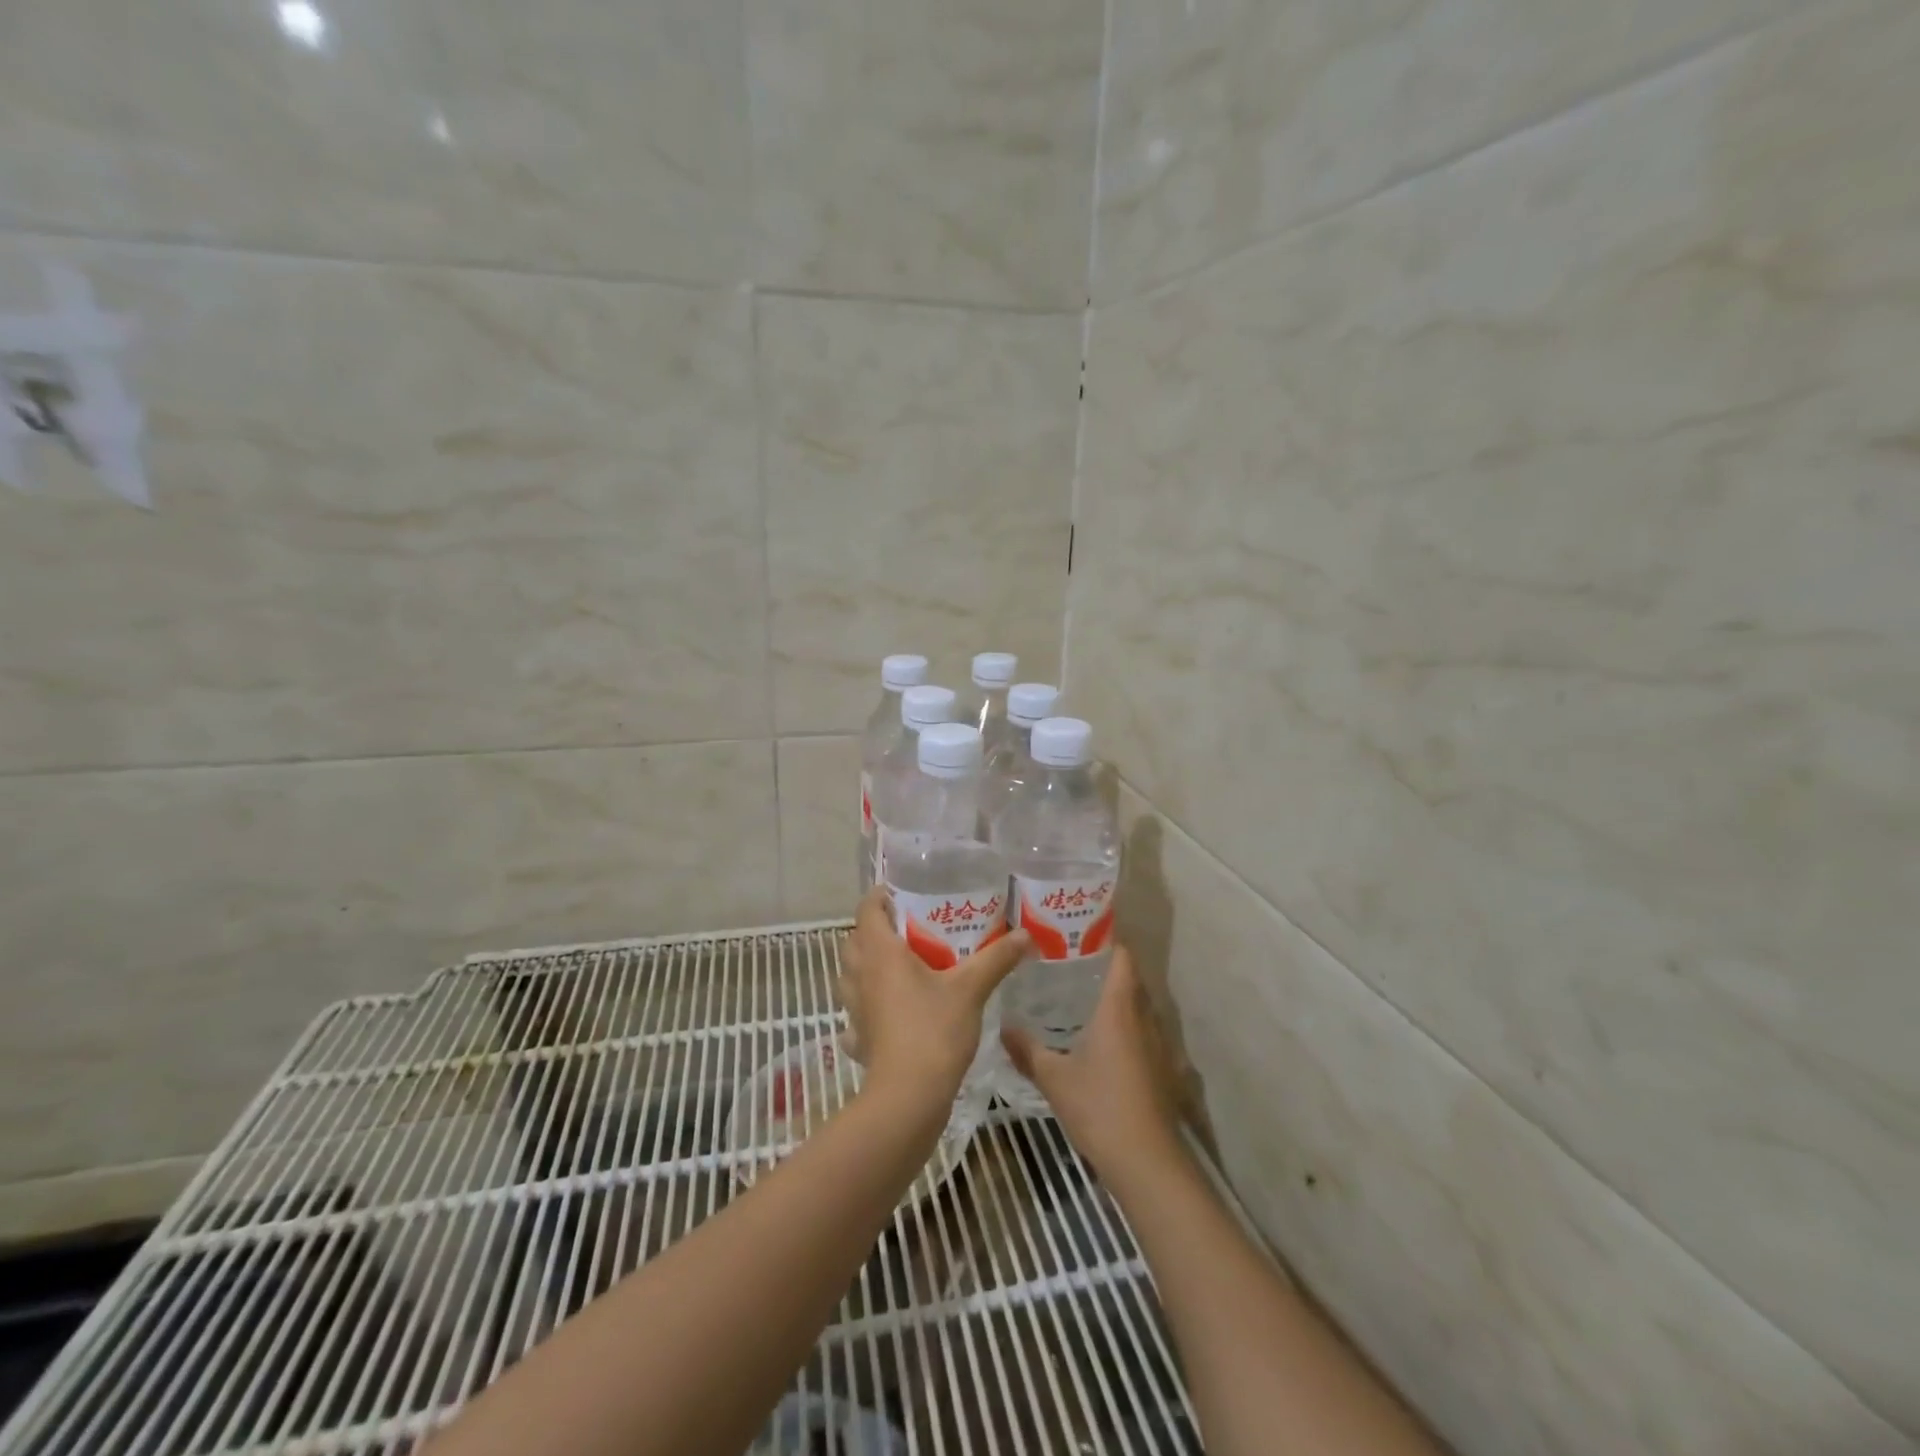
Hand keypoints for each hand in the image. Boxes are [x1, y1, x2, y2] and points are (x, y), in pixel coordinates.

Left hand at [840, 887, 1029, 1109]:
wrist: (908, 1098)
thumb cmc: (934, 1031)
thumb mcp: (971, 989)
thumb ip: (996, 958)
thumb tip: (1025, 935)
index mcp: (881, 953)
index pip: (867, 910)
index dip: (880, 897)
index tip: (901, 893)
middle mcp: (861, 976)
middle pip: (855, 941)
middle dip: (875, 930)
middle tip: (907, 929)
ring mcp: (855, 1010)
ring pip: (850, 976)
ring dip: (866, 967)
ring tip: (897, 967)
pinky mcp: (859, 1039)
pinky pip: (856, 1015)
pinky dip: (866, 1009)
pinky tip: (886, 1014)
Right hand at [1002, 946, 1185, 1189]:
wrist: (1148, 1161)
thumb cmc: (1099, 1107)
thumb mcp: (1054, 1078)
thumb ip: (1027, 1050)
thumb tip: (1003, 1027)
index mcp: (1119, 1008)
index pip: (1123, 959)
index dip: (1109, 941)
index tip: (1083, 933)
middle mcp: (1144, 1019)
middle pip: (1132, 980)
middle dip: (1108, 968)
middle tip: (1072, 964)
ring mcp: (1158, 1045)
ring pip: (1139, 1008)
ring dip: (1118, 999)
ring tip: (1082, 996)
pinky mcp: (1162, 1070)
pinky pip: (1143, 1033)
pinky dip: (1125, 1027)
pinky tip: (1101, 1041)